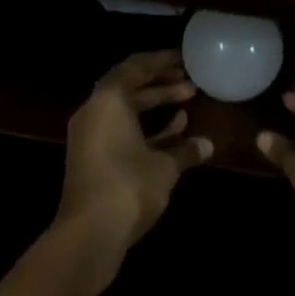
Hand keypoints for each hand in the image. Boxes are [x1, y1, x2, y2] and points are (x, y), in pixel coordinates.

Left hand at [54, 50, 211, 282]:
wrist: (88, 236)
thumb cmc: (128, 187)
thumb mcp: (164, 167)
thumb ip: (185, 151)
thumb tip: (207, 145)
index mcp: (108, 99)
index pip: (136, 66)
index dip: (161, 61)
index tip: (184, 59)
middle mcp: (95, 110)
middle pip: (129, 85)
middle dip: (160, 83)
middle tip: (189, 81)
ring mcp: (89, 135)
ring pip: (125, 109)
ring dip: (154, 104)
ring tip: (187, 102)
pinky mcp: (91, 158)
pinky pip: (119, 129)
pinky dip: (143, 127)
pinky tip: (174, 133)